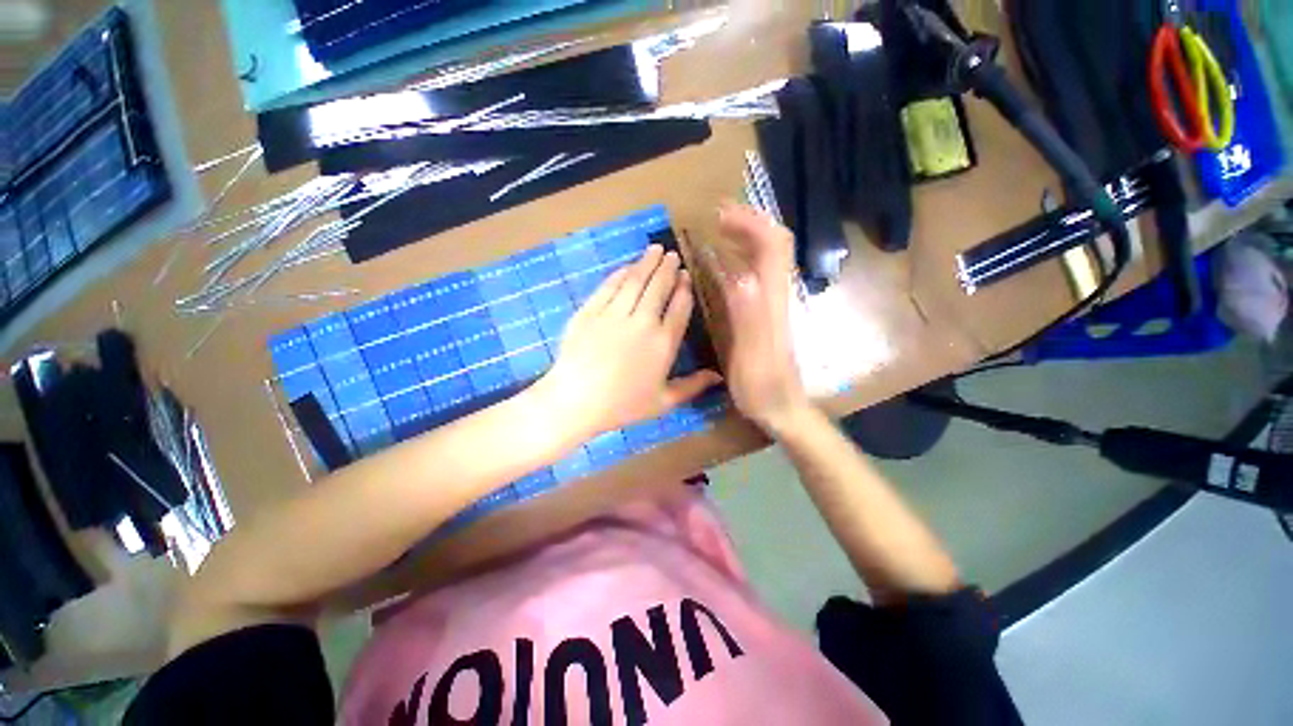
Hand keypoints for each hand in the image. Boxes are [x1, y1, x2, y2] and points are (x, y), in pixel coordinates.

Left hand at [539, 245, 722, 440]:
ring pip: (635, 281)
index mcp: (663, 343)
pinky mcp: (590, 311)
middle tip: (673, 255)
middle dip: (668, 268)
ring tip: (655, 249)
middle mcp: (643, 322)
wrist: (576, 400)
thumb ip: (692, 386)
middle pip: (659, 287)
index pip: (679, 308)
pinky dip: (620, 274)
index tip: (686, 276)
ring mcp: (614, 313)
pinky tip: (627, 267)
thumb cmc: (622, 405)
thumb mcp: (663, 402)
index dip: (684, 289)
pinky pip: (609, 286)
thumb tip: (719, 377)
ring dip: (647, 263)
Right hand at [705, 203, 809, 433]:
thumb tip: (738, 276)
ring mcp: (772, 304)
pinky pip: (757, 277)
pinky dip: (742, 260)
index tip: (721, 214)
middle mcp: (776, 295)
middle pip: (775, 244)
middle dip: (749, 222)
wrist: (783, 408)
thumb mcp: (751, 354)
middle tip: (718, 215)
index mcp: (771, 300)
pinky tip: (725, 265)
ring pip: (768, 258)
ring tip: (720, 229)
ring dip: (747, 236)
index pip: (772, 246)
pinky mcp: (765, 315)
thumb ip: (747, 316)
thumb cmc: (763, 387)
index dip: (750, 223)